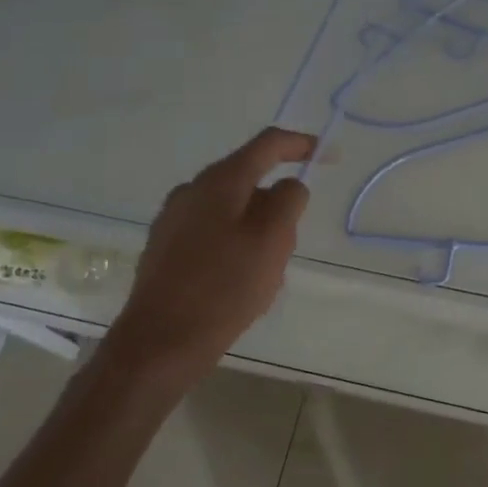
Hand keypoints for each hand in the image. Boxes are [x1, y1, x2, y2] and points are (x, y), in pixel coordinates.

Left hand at [107, 127, 315, 379]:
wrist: (160, 341)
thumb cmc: (224, 287)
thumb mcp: (272, 240)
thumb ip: (288, 201)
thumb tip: (288, 185)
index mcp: (220, 181)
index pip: (267, 144)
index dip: (301, 144)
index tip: (327, 154)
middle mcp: (192, 190)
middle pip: (248, 180)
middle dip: (277, 205)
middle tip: (290, 244)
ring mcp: (173, 218)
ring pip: (231, 210)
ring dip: (256, 230)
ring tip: (264, 274)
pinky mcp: (164, 247)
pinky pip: (212, 233)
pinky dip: (234, 245)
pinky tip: (236, 283)